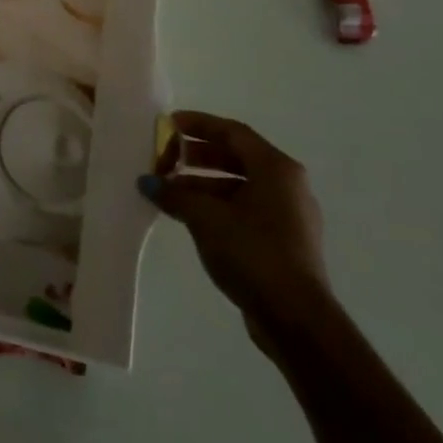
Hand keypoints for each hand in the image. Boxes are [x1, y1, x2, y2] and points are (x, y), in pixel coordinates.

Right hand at [139, 111, 331, 328]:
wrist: (295, 318)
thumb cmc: (252, 252)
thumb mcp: (205, 217)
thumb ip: (174, 193)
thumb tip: (148, 182)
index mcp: (276, 169)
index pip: (232, 132)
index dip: (198, 124)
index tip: (168, 124)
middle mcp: (287, 185)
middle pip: (236, 157)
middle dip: (197, 155)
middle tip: (164, 157)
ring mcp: (289, 215)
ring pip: (239, 185)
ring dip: (202, 183)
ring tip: (169, 190)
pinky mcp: (283, 241)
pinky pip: (245, 208)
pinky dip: (217, 204)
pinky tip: (189, 215)